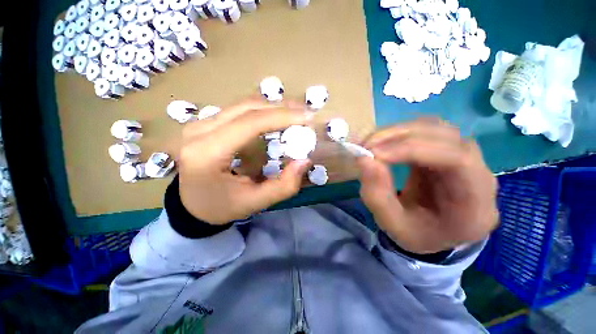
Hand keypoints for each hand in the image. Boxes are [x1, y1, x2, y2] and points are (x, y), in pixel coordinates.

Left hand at [178, 98, 312, 223]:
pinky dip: (261, 113)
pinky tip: (275, 119)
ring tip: (294, 114)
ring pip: (242, 106)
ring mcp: (198, 124)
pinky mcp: (204, 124)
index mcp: (207, 153)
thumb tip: (305, 161)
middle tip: (304, 112)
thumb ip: (284, 186)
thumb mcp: (255, 202)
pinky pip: (237, 112)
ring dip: (271, 108)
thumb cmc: (221, 207)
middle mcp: (198, 131)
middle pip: (246, 108)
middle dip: (280, 108)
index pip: (249, 123)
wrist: (190, 206)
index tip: (306, 117)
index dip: (281, 116)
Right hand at [358, 119, 498, 253]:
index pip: (458, 160)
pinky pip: (427, 131)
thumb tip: (364, 159)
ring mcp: (466, 158)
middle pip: (447, 137)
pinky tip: (383, 143)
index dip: (414, 150)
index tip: (376, 154)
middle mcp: (480, 175)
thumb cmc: (416, 233)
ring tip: (371, 143)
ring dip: (399, 132)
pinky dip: (400, 133)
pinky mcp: (447, 150)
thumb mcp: (392, 224)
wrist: (431, 232)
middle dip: (400, 137)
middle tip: (366, 146)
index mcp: (476, 205)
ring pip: (436, 128)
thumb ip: (377, 195)